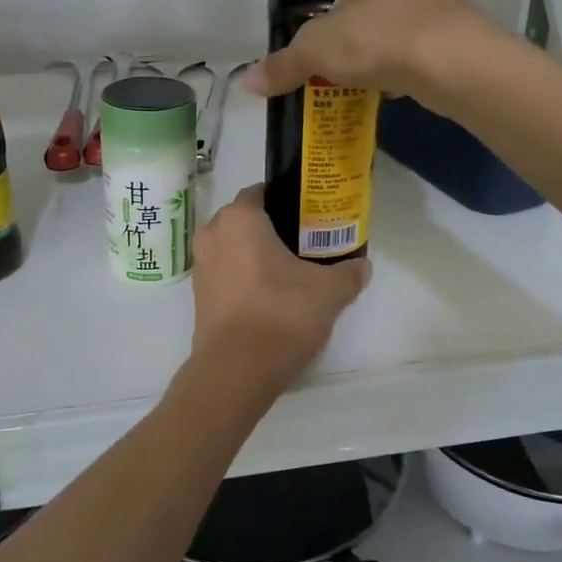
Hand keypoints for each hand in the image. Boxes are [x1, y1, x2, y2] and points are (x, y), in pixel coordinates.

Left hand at [191, 184, 370, 390]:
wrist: (237, 369)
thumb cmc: (281, 313)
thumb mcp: (329, 291)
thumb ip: (347, 273)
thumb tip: (362, 266)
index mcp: (239, 218)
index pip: (262, 193)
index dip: (288, 202)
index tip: (311, 217)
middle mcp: (212, 234)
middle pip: (247, 222)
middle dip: (274, 230)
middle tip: (307, 245)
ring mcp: (201, 266)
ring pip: (235, 249)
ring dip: (258, 256)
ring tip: (292, 273)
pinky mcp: (198, 297)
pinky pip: (227, 275)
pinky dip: (246, 279)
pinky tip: (272, 297)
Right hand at [242, 0, 491, 104]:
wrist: (453, 64)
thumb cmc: (378, 34)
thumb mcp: (316, 49)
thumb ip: (284, 64)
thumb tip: (249, 83)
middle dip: (363, 5)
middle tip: (340, 36)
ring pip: (408, 9)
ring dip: (388, 33)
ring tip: (363, 67)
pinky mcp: (464, 28)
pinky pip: (428, 38)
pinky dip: (411, 57)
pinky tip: (393, 83)